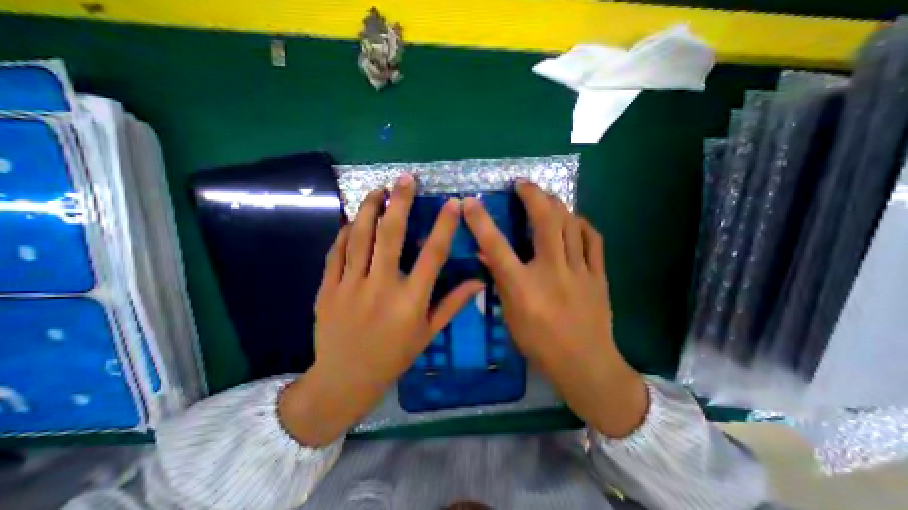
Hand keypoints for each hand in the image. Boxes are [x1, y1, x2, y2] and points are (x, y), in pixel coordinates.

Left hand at [281, 174, 484, 446]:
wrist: (345, 379)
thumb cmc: (393, 356)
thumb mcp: (428, 333)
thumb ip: (452, 304)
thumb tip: (479, 281)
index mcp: (411, 300)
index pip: (433, 255)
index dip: (444, 226)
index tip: (453, 203)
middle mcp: (381, 287)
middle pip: (390, 235)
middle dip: (400, 202)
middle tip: (405, 178)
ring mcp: (350, 286)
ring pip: (359, 237)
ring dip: (369, 209)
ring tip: (378, 190)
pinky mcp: (327, 288)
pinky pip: (336, 252)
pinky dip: (344, 233)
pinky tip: (352, 221)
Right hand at [463, 180, 648, 437]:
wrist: (586, 364)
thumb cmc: (540, 344)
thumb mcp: (510, 316)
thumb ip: (500, 281)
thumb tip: (486, 255)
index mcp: (523, 287)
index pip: (496, 246)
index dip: (480, 221)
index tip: (470, 202)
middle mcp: (551, 272)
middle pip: (544, 221)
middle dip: (532, 195)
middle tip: (523, 184)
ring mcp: (579, 271)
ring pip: (570, 224)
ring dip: (557, 204)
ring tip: (547, 197)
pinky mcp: (598, 275)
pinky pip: (593, 239)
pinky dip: (582, 224)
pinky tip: (574, 220)